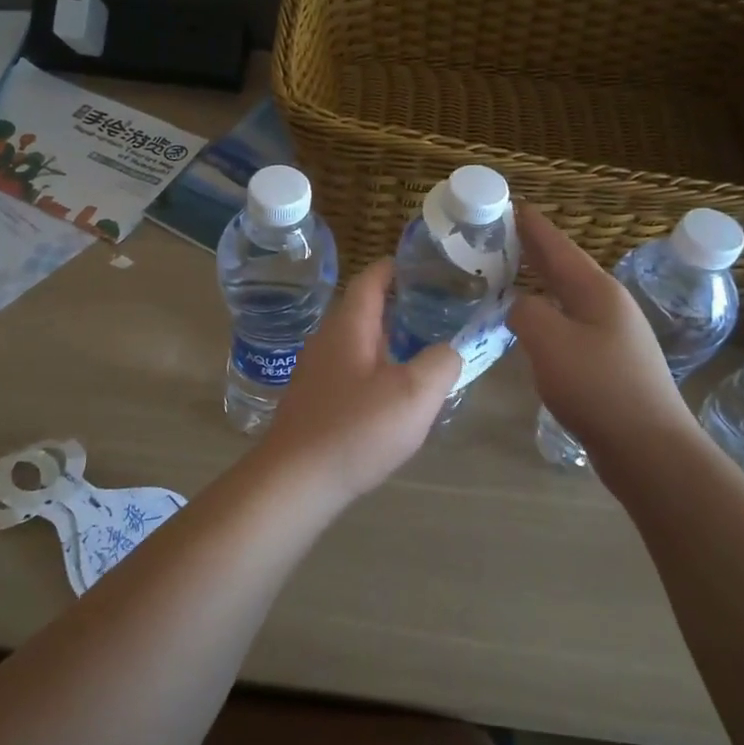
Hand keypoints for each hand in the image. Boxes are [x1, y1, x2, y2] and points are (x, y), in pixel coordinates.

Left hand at [256, 260, 460, 501]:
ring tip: (422, 349)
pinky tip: (393, 393)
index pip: (371, 279)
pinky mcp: (313, 400)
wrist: (296, 480)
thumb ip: (441, 363)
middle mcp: (327, 339)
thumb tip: (447, 351)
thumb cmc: (356, 429)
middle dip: (398, 305)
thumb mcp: (415, 394)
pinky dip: (374, 368)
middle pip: (364, 309)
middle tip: (437, 309)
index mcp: (349, 326)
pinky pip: (349, 370)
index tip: (424, 265)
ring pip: (357, 342)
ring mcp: (315, 371)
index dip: (396, 267)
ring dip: (387, 340)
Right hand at [509, 205, 691, 462]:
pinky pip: (570, 327)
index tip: (511, 204)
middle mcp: (609, 306)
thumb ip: (526, 312)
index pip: (557, 246)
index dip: (532, 226)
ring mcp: (614, 336)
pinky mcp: (610, 365)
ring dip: (540, 284)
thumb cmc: (598, 387)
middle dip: (534, 251)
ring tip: (510, 276)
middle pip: (565, 268)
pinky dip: (547, 316)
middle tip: (502, 235)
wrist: (649, 448)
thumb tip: (521, 306)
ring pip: (567, 299)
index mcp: (597, 291)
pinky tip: (533, 327)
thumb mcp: (549, 340)